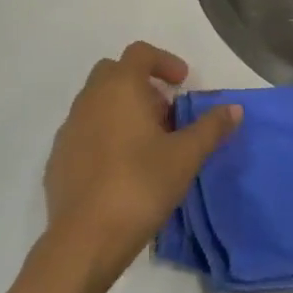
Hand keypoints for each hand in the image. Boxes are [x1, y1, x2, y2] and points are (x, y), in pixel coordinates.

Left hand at [43, 43, 240, 281]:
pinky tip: (120, 168)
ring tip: (146, 143)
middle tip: (165, 113)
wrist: (84, 240)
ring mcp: (69, 128)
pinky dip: (103, 135)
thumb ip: (211, 128)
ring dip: (122, 109)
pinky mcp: (57, 158)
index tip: (182, 83)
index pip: (140, 53)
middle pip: (114, 72)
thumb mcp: (186, 157)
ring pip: (97, 102)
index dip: (164, 61)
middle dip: (141, 84)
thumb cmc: (140, 186)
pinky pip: (84, 131)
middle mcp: (90, 98)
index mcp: (120, 87)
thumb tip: (234, 108)